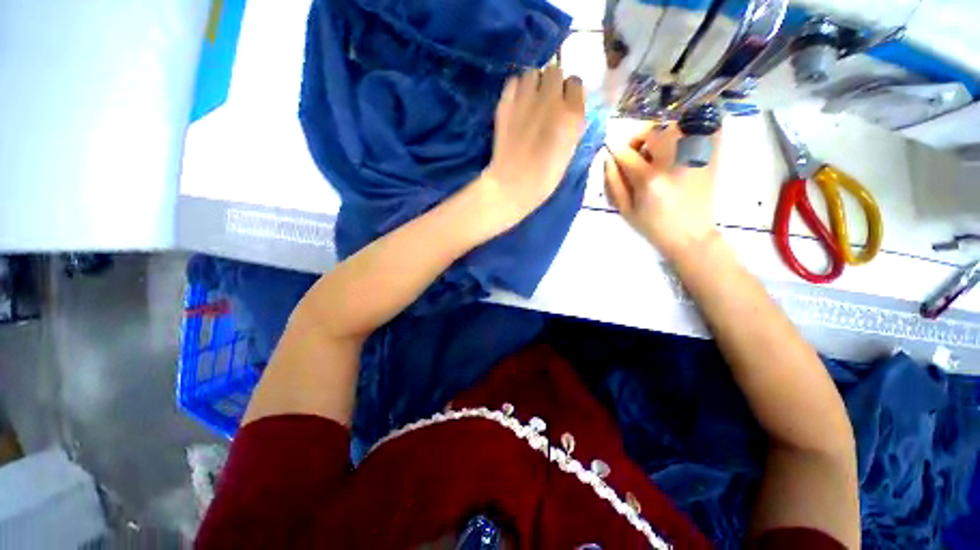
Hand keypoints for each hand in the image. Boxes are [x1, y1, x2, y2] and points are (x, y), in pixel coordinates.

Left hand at [478, 65, 585, 231]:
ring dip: (533, 84)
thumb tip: (567, 107)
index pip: (576, 83)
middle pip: (555, 71)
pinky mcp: (506, 103)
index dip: (569, 93)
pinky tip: (516, 104)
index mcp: (572, 115)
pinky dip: (516, 89)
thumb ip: (571, 124)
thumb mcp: (569, 150)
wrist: (513, 184)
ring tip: (529, 101)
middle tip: (545, 102)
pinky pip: (514, 81)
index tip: (563, 104)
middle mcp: (552, 100)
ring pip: (533, 72)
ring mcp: (526, 99)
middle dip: (552, 85)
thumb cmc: (544, 177)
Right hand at [605, 124, 719, 262]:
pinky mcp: (712, 156)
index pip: (626, 154)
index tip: (613, 153)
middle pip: (652, 131)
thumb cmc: (653, 226)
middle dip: (638, 138)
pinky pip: (706, 127)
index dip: (616, 151)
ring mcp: (696, 156)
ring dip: (661, 133)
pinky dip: (692, 127)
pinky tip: (682, 141)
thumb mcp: (625, 210)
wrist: (691, 235)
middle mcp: (674, 163)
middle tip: (637, 151)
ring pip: (676, 125)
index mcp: (649, 180)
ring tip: (658, 149)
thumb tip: (608, 157)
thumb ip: (613, 182)